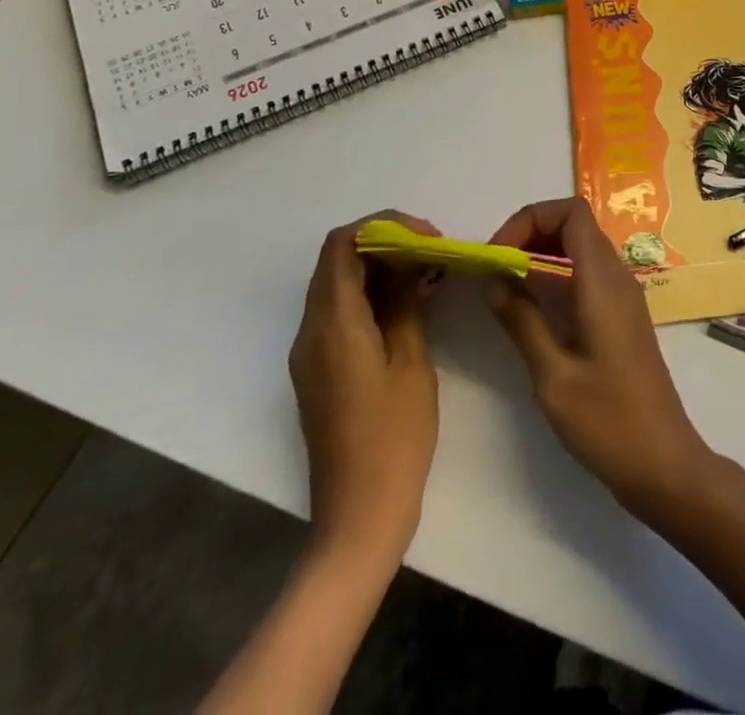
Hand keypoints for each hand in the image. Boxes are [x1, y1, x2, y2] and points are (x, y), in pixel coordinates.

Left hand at [288, 213, 439, 560]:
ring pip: (339, 284)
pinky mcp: (320, 370)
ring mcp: (311, 352)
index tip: (427, 237)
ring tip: (428, 272)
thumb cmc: (392, 439)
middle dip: (386, 242)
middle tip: (433, 251)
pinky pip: (341, 312)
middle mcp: (311, 331)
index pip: (342, 245)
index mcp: (332, 325)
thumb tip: (416, 266)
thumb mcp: (411, 364)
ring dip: (381, 267)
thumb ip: (409, 305)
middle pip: (338, 260)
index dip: (384, 226)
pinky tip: (410, 303)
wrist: (357, 518)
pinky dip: (373, 294)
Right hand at [488, 199, 713, 516]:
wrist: (663, 462)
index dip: (530, 219)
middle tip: (494, 269)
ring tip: (504, 286)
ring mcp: (622, 296)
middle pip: (574, 225)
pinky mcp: (621, 316)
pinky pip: (586, 274)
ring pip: (580, 249)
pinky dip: (555, 276)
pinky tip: (531, 308)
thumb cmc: (608, 421)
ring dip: (541, 254)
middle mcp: (617, 277)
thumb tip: (493, 280)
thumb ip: (522, 321)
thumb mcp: (553, 376)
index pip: (572, 212)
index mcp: (603, 281)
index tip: (497, 254)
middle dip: (530, 234)